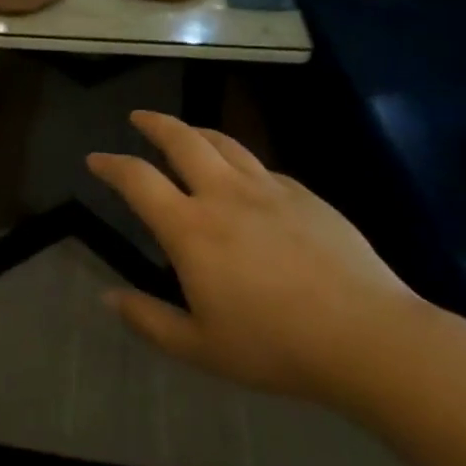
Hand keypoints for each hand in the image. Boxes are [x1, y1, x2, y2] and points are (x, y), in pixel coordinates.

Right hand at [87, 111, 426, 402]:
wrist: (369, 338)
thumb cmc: (276, 346)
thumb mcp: (200, 347)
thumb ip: (149, 320)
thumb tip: (108, 298)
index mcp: (190, 228)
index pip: (137, 179)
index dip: (111, 164)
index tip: (95, 159)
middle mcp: (224, 195)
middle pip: (182, 139)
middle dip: (155, 124)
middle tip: (139, 118)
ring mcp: (269, 190)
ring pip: (224, 144)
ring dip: (196, 132)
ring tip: (186, 132)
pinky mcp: (306, 196)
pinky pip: (262, 168)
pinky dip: (240, 164)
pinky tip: (245, 180)